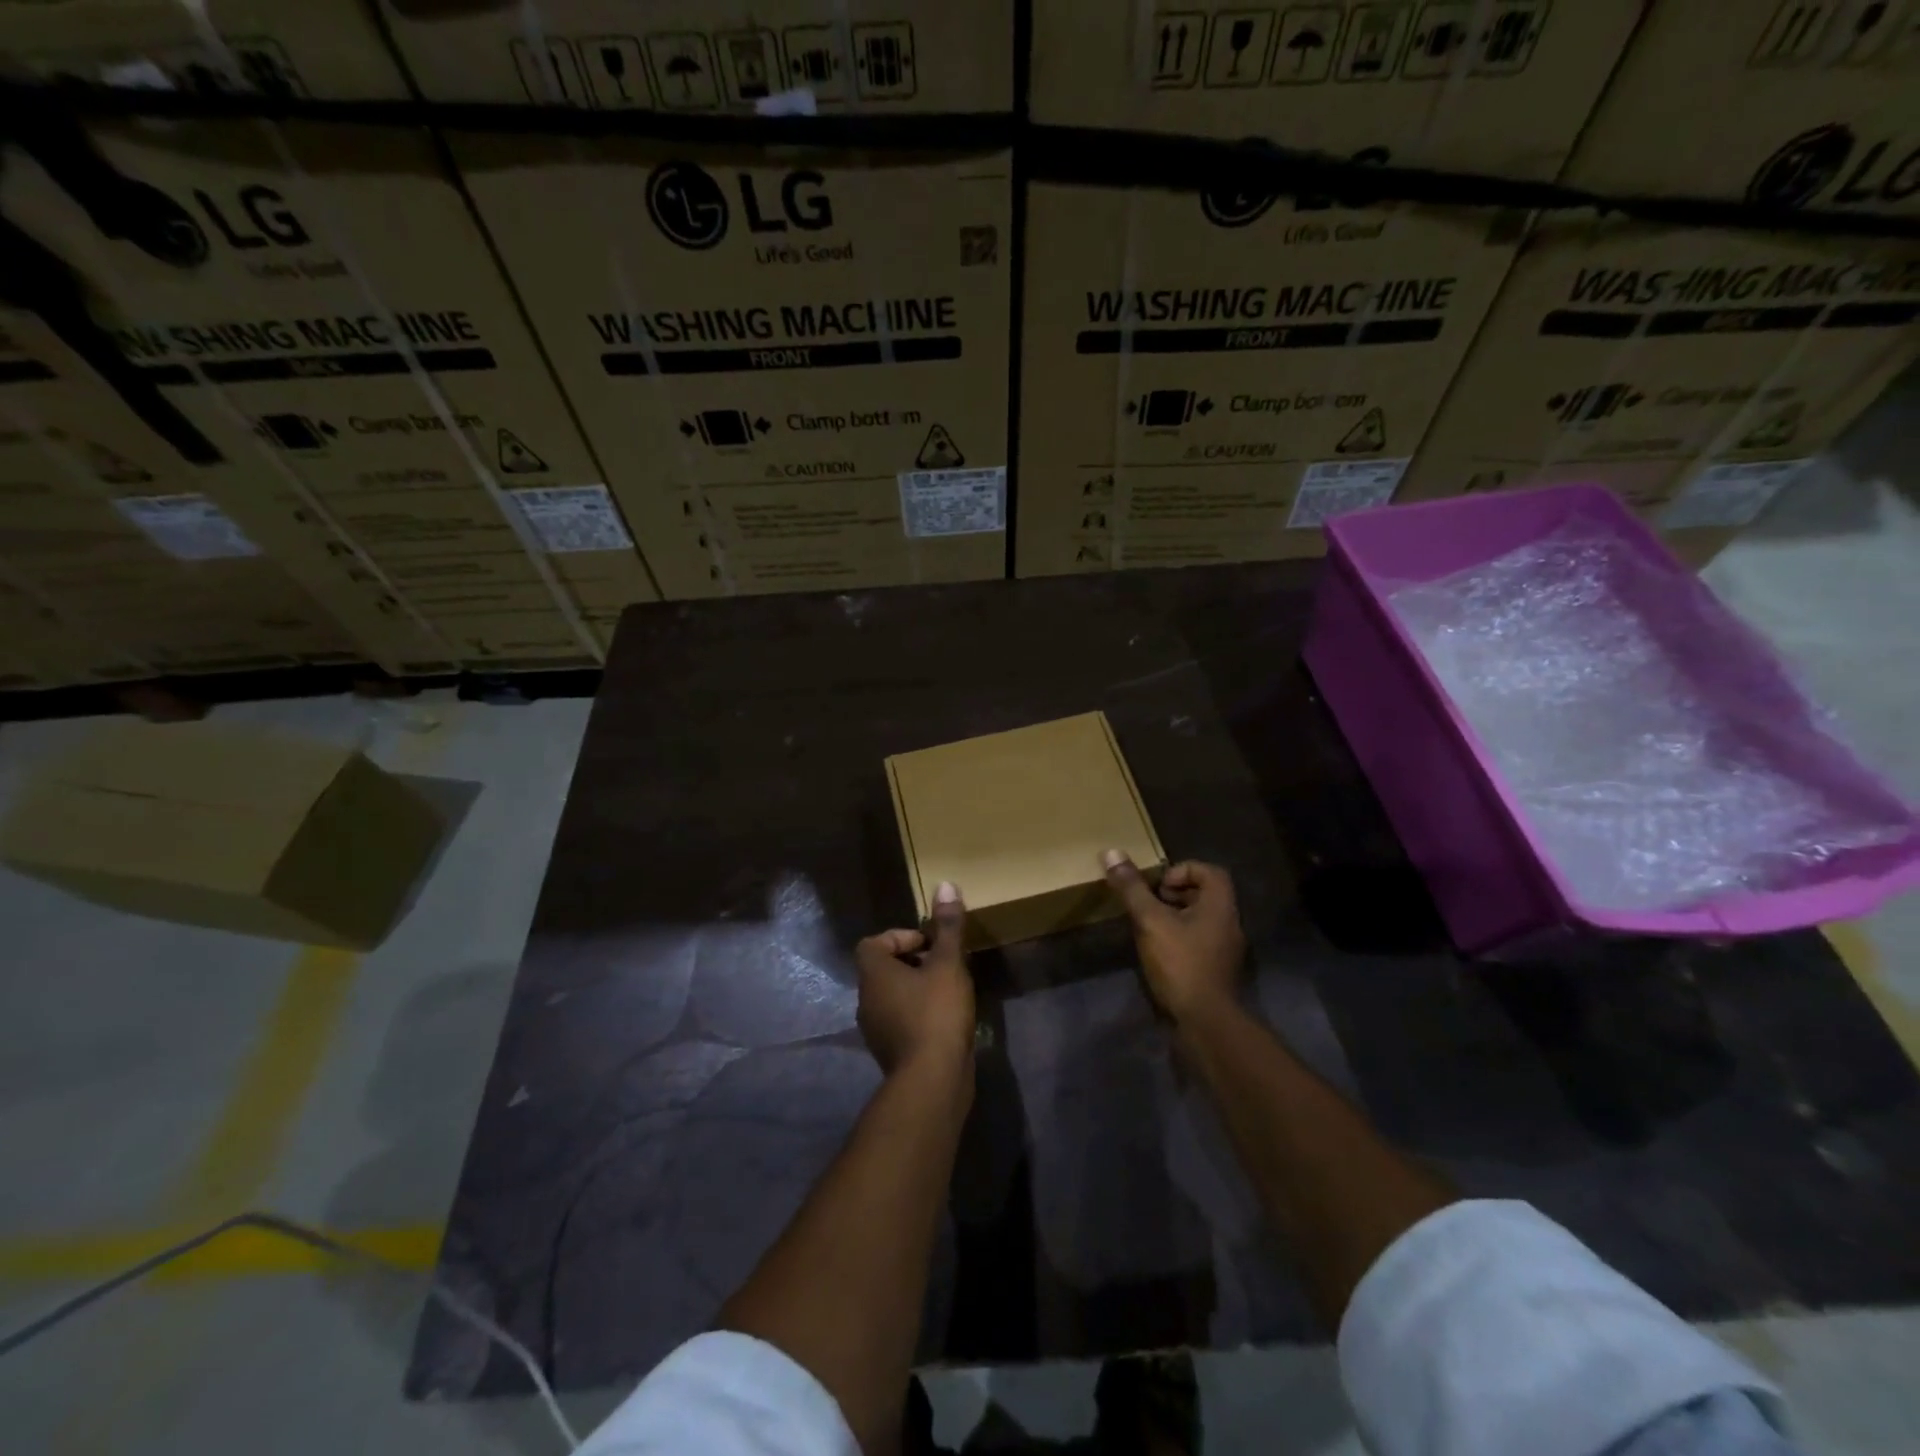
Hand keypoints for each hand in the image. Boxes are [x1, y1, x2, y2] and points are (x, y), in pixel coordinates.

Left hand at [855, 881, 976, 1085]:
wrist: (932, 1080)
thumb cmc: (936, 1013)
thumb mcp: (947, 964)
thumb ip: (947, 927)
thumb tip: (946, 884)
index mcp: (873, 974)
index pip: (873, 943)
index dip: (900, 938)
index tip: (930, 944)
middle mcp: (866, 999)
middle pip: (883, 969)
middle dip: (913, 962)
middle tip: (944, 964)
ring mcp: (876, 1029)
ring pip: (893, 996)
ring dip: (916, 989)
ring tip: (949, 990)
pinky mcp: (890, 1052)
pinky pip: (900, 1020)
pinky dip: (918, 1014)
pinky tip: (946, 1020)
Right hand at [1103, 852, 1245, 1022]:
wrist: (1206, 1022)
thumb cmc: (1181, 963)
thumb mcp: (1150, 921)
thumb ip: (1132, 889)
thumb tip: (1111, 852)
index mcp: (1220, 906)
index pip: (1210, 872)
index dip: (1183, 870)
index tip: (1159, 886)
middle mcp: (1229, 924)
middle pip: (1206, 894)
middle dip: (1176, 893)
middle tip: (1150, 902)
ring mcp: (1226, 950)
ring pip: (1201, 920)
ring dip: (1176, 916)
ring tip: (1149, 925)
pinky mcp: (1217, 971)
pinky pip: (1199, 942)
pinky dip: (1180, 938)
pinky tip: (1158, 952)